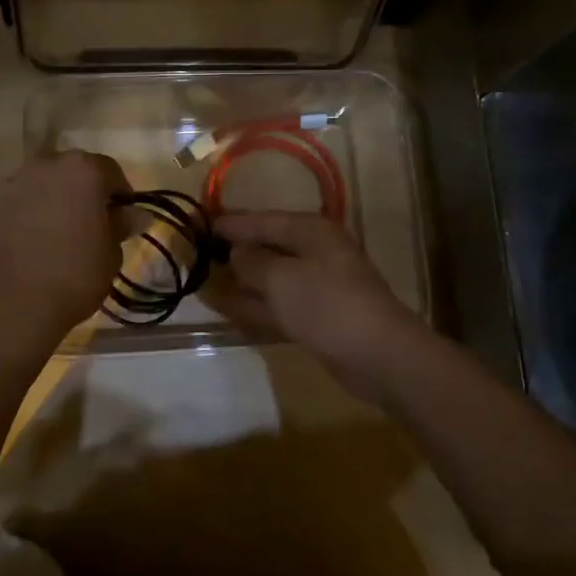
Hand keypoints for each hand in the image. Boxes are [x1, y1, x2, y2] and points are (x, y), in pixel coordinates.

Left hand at [0, 151, 130, 331]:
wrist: (13, 299)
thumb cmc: (76, 272)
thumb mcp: (111, 252)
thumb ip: (122, 225)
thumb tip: (137, 214)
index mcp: (85, 169)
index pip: (111, 171)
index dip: (121, 195)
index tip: (123, 220)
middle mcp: (49, 164)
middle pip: (76, 171)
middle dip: (87, 192)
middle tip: (95, 225)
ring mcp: (18, 181)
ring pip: (48, 184)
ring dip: (59, 200)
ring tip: (65, 234)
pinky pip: (25, 201)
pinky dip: (35, 212)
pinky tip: (40, 240)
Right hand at [207, 212, 428, 392]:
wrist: (378, 355)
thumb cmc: (326, 304)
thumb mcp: (280, 278)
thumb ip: (252, 262)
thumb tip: (237, 253)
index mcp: (310, 231)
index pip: (262, 220)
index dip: (231, 224)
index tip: (199, 225)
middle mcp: (315, 253)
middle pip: (267, 248)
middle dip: (234, 253)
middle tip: (198, 256)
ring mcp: (317, 287)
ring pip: (270, 280)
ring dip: (241, 283)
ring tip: (204, 285)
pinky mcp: (317, 318)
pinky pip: (278, 306)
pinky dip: (255, 307)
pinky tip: (229, 310)